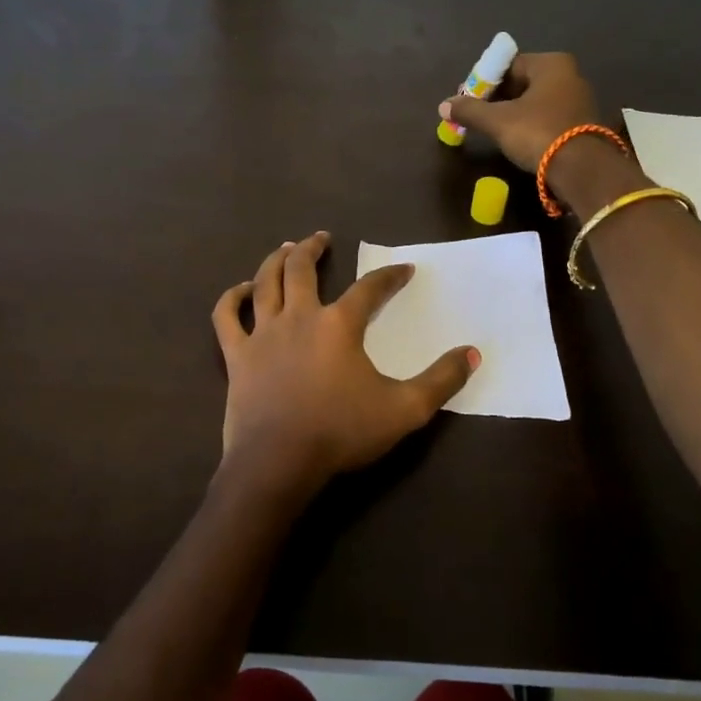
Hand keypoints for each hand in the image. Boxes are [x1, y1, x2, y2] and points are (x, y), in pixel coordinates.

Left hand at [210, 232, 478, 502]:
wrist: (279, 463)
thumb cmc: (342, 433)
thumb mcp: (405, 410)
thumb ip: (442, 380)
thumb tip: (473, 352)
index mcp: (339, 325)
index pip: (370, 289)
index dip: (390, 276)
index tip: (404, 269)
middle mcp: (299, 317)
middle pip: (302, 269)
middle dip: (314, 248)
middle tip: (322, 237)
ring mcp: (263, 334)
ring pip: (265, 282)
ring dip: (276, 260)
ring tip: (286, 248)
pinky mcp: (237, 355)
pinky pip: (227, 316)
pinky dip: (232, 298)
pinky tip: (241, 290)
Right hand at [438, 52, 601, 172]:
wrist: (582, 170)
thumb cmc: (538, 133)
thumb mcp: (498, 121)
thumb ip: (470, 111)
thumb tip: (443, 105)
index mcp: (551, 64)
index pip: (508, 65)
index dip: (483, 82)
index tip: (467, 100)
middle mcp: (569, 75)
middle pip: (522, 83)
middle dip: (497, 99)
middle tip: (476, 116)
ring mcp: (578, 100)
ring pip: (534, 102)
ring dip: (512, 113)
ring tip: (492, 130)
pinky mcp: (582, 125)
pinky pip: (547, 118)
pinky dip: (530, 125)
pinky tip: (516, 140)